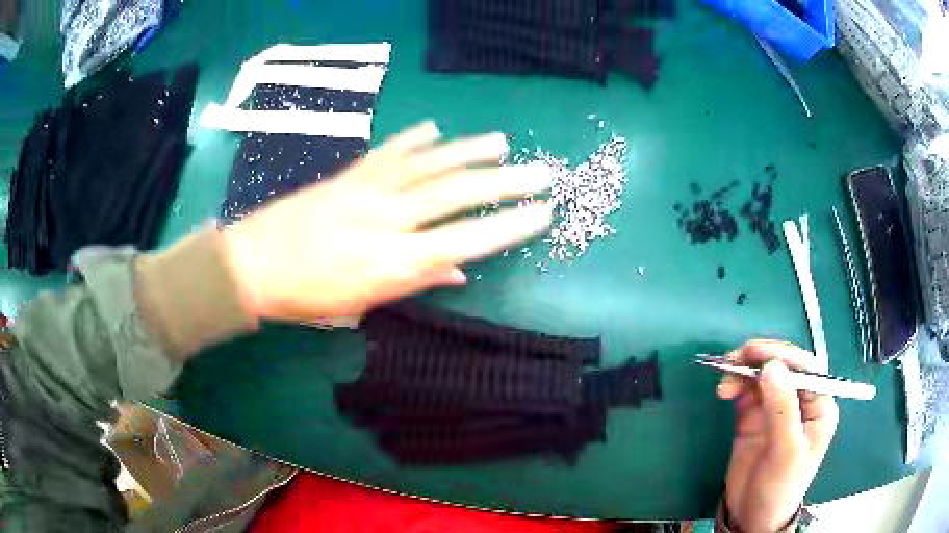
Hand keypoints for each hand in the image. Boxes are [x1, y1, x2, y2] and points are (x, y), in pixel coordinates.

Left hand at [222, 121, 551, 322]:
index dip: (506, 227)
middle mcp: (387, 219)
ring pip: (428, 165)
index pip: (464, 241)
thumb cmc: (307, 297)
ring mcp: (367, 190)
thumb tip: (457, 272)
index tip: (539, 214)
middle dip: (504, 184)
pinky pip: (388, 152)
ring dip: (469, 152)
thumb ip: (413, 283)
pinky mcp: (349, 174)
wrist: (254, 264)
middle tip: (540, 173)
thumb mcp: (361, 303)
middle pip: (455, 195)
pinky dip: (414, 139)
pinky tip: (436, 129)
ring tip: (502, 143)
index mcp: (392, 261)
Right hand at [717, 340, 838, 532]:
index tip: (755, 354)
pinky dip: (735, 385)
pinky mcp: (754, 418)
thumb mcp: (786, 451)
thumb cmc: (779, 487)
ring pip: (762, 375)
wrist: (751, 517)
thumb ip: (782, 408)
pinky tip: (724, 390)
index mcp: (818, 405)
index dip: (782, 356)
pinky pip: (746, 391)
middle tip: (736, 358)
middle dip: (760, 358)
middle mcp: (799, 401)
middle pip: (783, 366)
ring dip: (743, 371)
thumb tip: (771, 367)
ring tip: (725, 380)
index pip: (805, 368)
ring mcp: (775, 408)